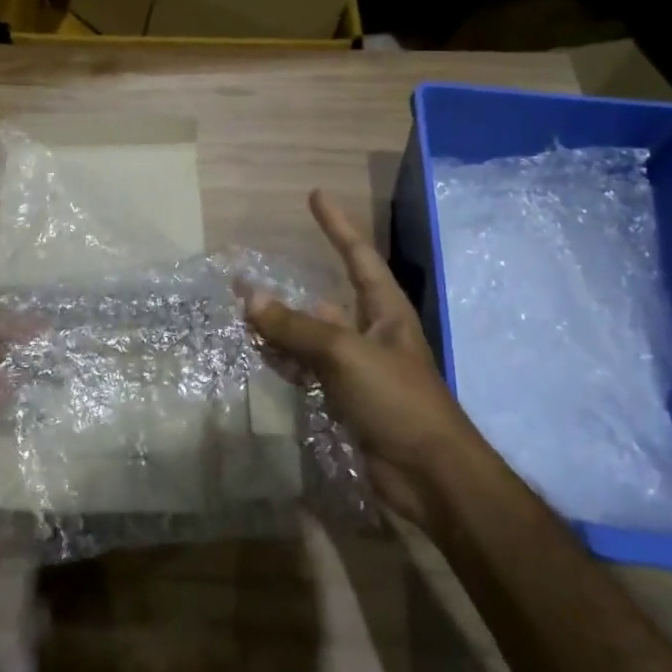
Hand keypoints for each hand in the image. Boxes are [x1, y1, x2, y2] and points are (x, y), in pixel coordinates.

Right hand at [245, 191, 475, 523]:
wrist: (428, 475)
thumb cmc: (396, 399)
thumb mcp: (345, 353)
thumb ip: (297, 327)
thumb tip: (250, 297)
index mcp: (384, 310)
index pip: (358, 255)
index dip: (337, 225)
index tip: (315, 195)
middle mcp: (370, 332)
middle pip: (325, 298)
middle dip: (290, 285)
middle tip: (248, 274)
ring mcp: (356, 368)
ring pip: (310, 336)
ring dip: (280, 325)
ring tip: (243, 311)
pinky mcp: (344, 400)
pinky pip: (306, 369)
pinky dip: (283, 359)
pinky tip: (259, 352)